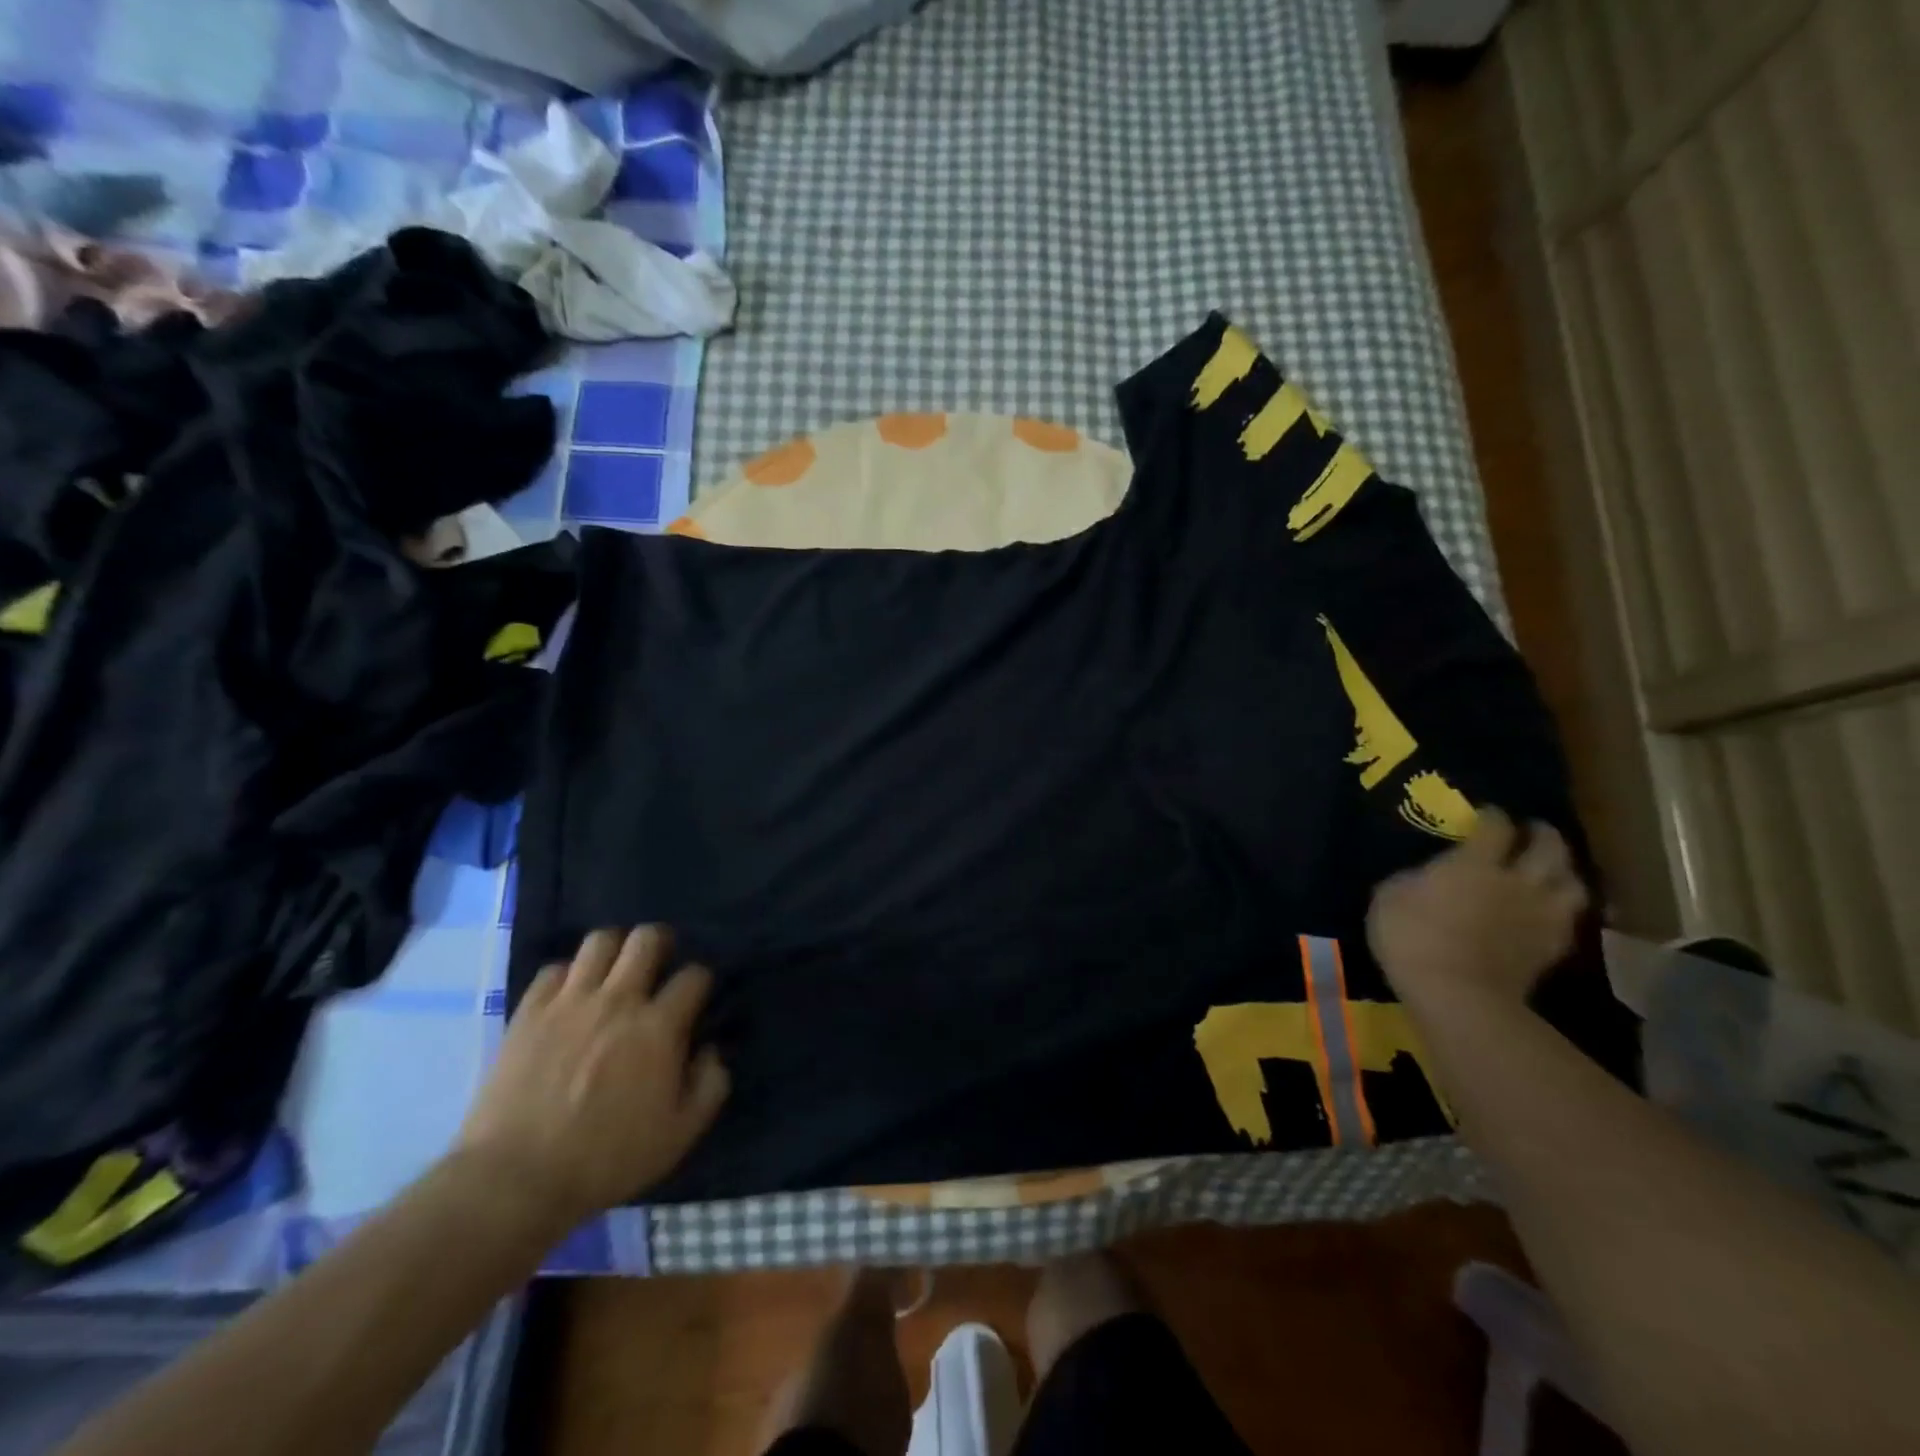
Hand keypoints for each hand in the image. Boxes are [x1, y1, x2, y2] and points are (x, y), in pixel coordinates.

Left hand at [454, 927, 729, 1232]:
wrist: (516, 1180)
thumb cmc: (606, 1159)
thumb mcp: (679, 1134)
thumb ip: (710, 1085)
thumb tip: (711, 1050)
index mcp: (659, 1027)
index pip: (694, 976)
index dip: (701, 981)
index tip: (696, 997)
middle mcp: (618, 1000)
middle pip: (647, 939)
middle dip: (661, 943)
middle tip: (659, 964)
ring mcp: (570, 1001)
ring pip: (600, 941)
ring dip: (615, 949)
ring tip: (615, 971)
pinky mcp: (529, 1012)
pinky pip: (554, 969)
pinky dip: (568, 975)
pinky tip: (570, 997)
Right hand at [1366, 808, 1587, 1010]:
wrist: (1456, 995)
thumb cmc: (1412, 938)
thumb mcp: (1390, 896)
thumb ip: (1415, 878)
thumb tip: (1427, 875)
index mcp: (1475, 863)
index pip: (1495, 827)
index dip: (1492, 816)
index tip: (1486, 814)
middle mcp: (1517, 880)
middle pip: (1549, 847)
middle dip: (1542, 834)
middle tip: (1531, 831)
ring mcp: (1541, 915)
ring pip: (1572, 882)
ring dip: (1563, 871)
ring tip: (1550, 869)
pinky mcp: (1552, 948)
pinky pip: (1569, 919)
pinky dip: (1562, 908)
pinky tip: (1549, 909)